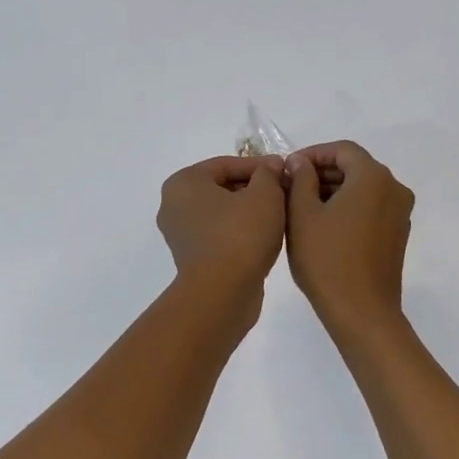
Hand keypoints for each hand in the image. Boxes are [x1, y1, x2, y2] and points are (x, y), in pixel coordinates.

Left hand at [157, 155, 287, 296]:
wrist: (222, 294)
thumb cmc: (241, 234)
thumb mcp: (264, 195)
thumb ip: (269, 174)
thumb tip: (271, 166)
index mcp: (184, 182)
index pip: (226, 164)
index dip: (260, 166)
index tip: (285, 171)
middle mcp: (174, 205)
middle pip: (222, 187)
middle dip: (254, 188)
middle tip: (284, 192)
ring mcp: (180, 234)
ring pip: (222, 212)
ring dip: (249, 210)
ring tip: (279, 214)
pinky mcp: (192, 259)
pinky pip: (219, 234)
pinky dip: (240, 232)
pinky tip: (265, 237)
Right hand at [285, 141, 413, 338]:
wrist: (362, 313)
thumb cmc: (327, 259)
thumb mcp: (302, 214)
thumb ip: (300, 179)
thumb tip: (301, 162)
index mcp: (373, 177)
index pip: (342, 150)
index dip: (313, 154)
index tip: (288, 168)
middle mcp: (394, 188)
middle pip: (355, 166)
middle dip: (322, 172)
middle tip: (290, 186)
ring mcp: (400, 213)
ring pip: (363, 188)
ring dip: (334, 190)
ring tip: (301, 205)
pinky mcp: (398, 234)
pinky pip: (371, 207)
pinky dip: (349, 206)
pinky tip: (323, 224)